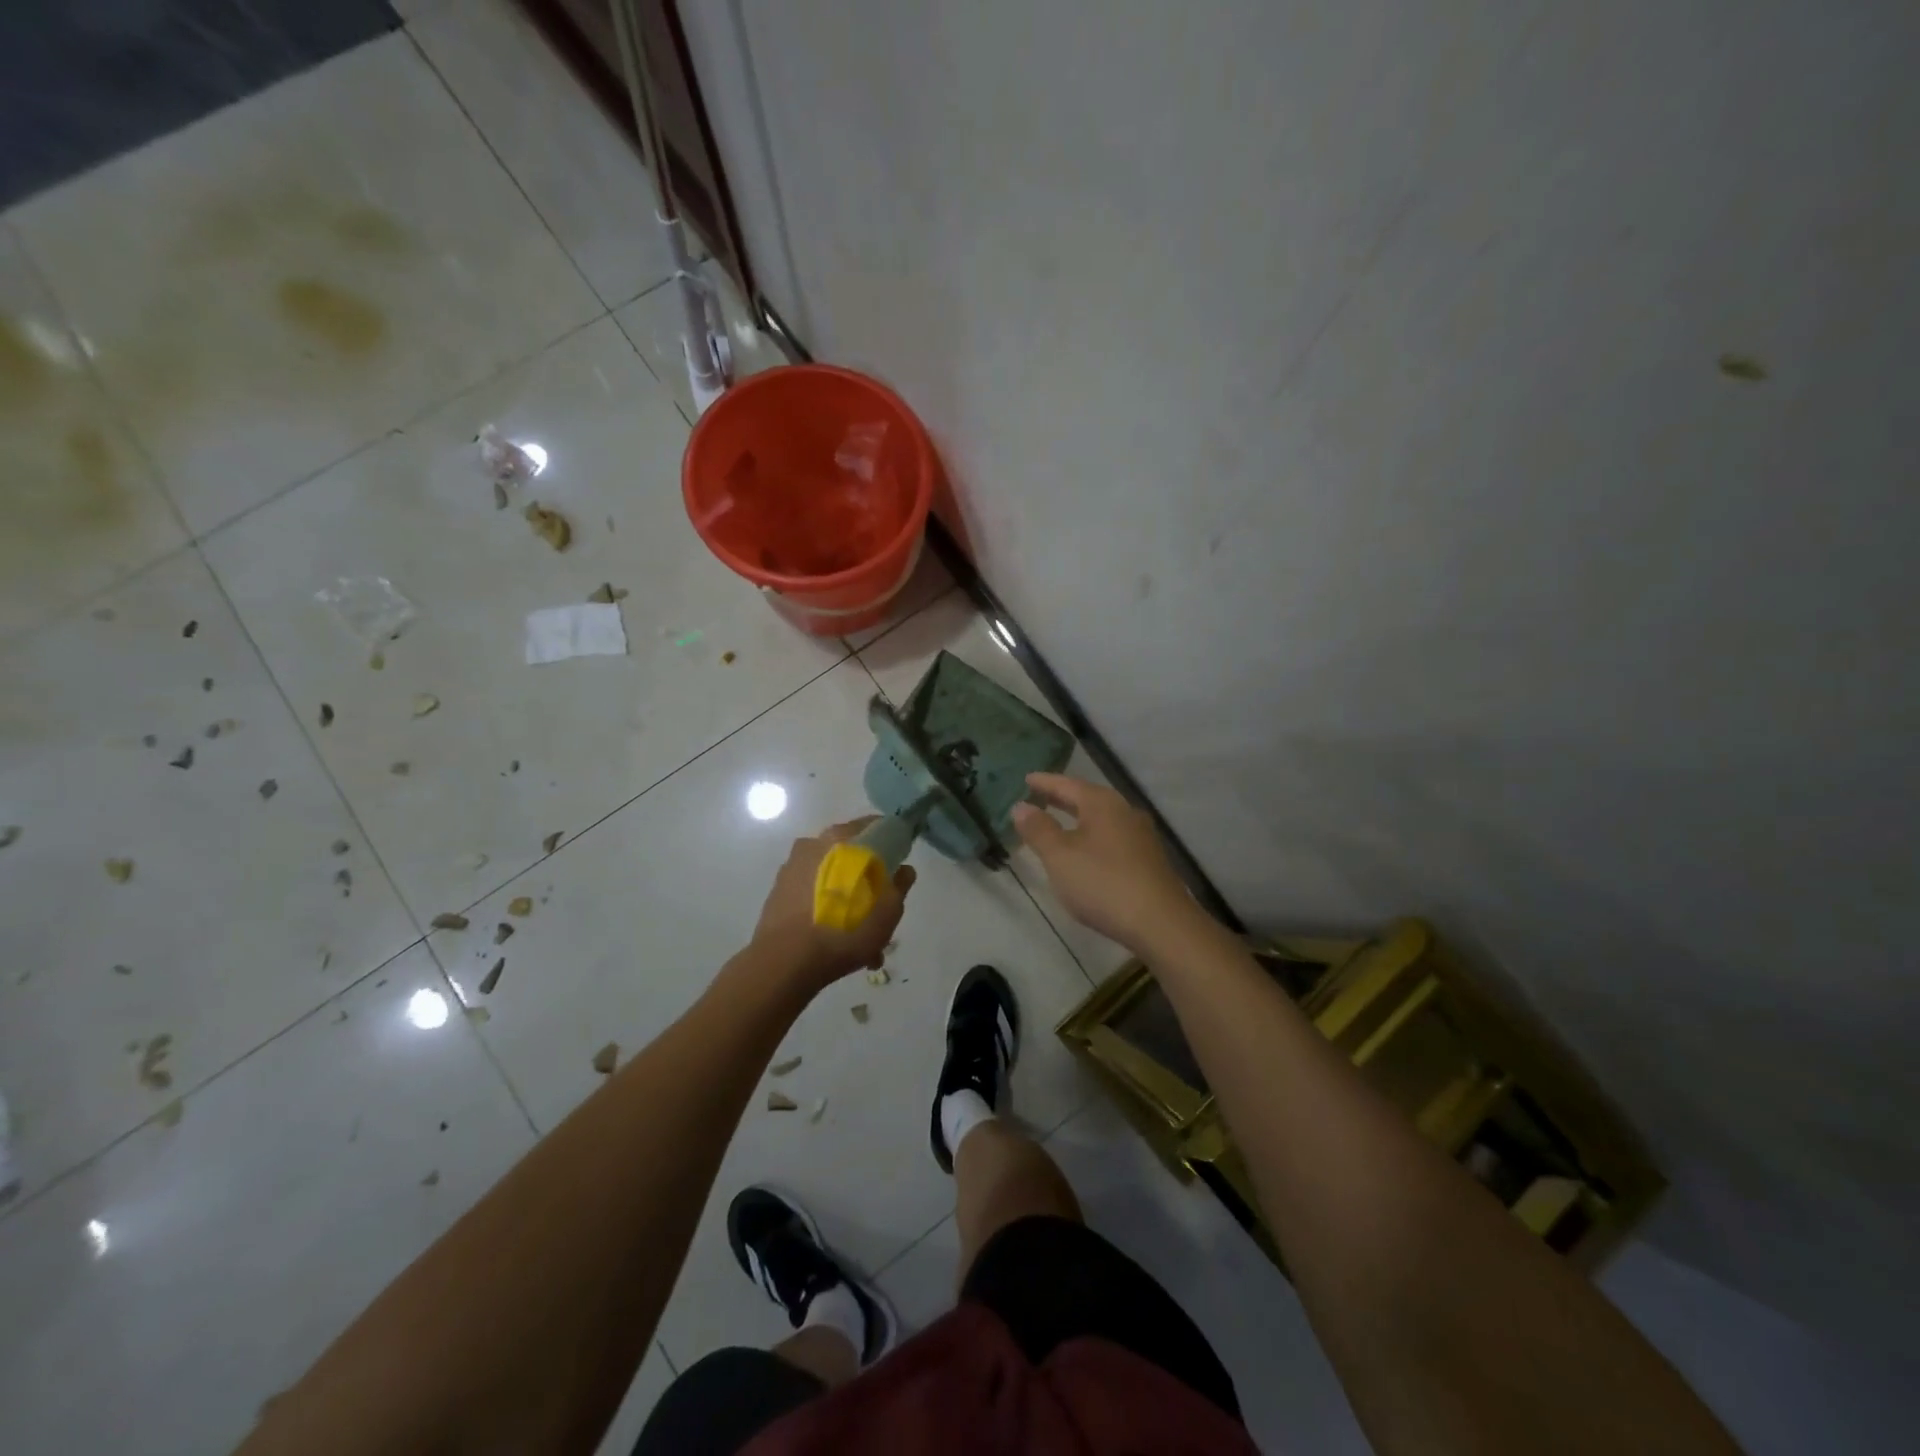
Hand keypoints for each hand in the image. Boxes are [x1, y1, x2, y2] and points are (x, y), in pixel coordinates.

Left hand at [749, 818, 915, 992]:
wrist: (785, 961)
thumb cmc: (844, 929)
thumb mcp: (887, 911)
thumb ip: (899, 885)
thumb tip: (904, 870)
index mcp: (841, 839)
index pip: (874, 827)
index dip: (890, 843)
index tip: (899, 862)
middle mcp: (813, 844)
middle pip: (850, 854)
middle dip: (866, 878)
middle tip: (879, 906)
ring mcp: (791, 867)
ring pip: (831, 877)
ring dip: (847, 898)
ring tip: (858, 935)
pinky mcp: (778, 892)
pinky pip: (811, 893)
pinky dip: (825, 908)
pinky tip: (835, 939)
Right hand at [1012, 773, 1190, 950]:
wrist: (1161, 924)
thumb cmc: (1103, 883)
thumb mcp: (1060, 857)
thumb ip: (1039, 829)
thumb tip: (1021, 806)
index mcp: (1102, 803)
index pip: (1067, 784)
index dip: (1044, 782)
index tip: (1026, 778)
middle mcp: (1124, 811)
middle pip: (1086, 798)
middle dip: (1061, 798)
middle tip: (1037, 797)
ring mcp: (1140, 836)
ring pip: (1101, 818)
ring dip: (1077, 818)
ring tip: (1057, 822)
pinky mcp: (1147, 859)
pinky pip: (1111, 837)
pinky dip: (1091, 836)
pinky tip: (1085, 851)